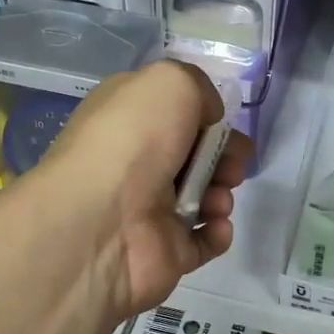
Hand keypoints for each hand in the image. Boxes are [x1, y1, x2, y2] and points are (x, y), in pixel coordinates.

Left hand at [36, 59, 251, 319]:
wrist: (100, 222)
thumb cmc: (133, 141)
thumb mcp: (170, 81)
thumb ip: (199, 88)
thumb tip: (208, 117)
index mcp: (130, 119)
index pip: (174, 112)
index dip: (206, 116)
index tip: (224, 122)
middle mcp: (137, 162)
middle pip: (196, 155)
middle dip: (225, 156)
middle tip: (233, 163)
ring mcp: (150, 210)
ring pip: (204, 197)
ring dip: (223, 193)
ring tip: (218, 199)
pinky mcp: (164, 251)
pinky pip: (203, 241)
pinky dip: (218, 232)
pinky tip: (216, 224)